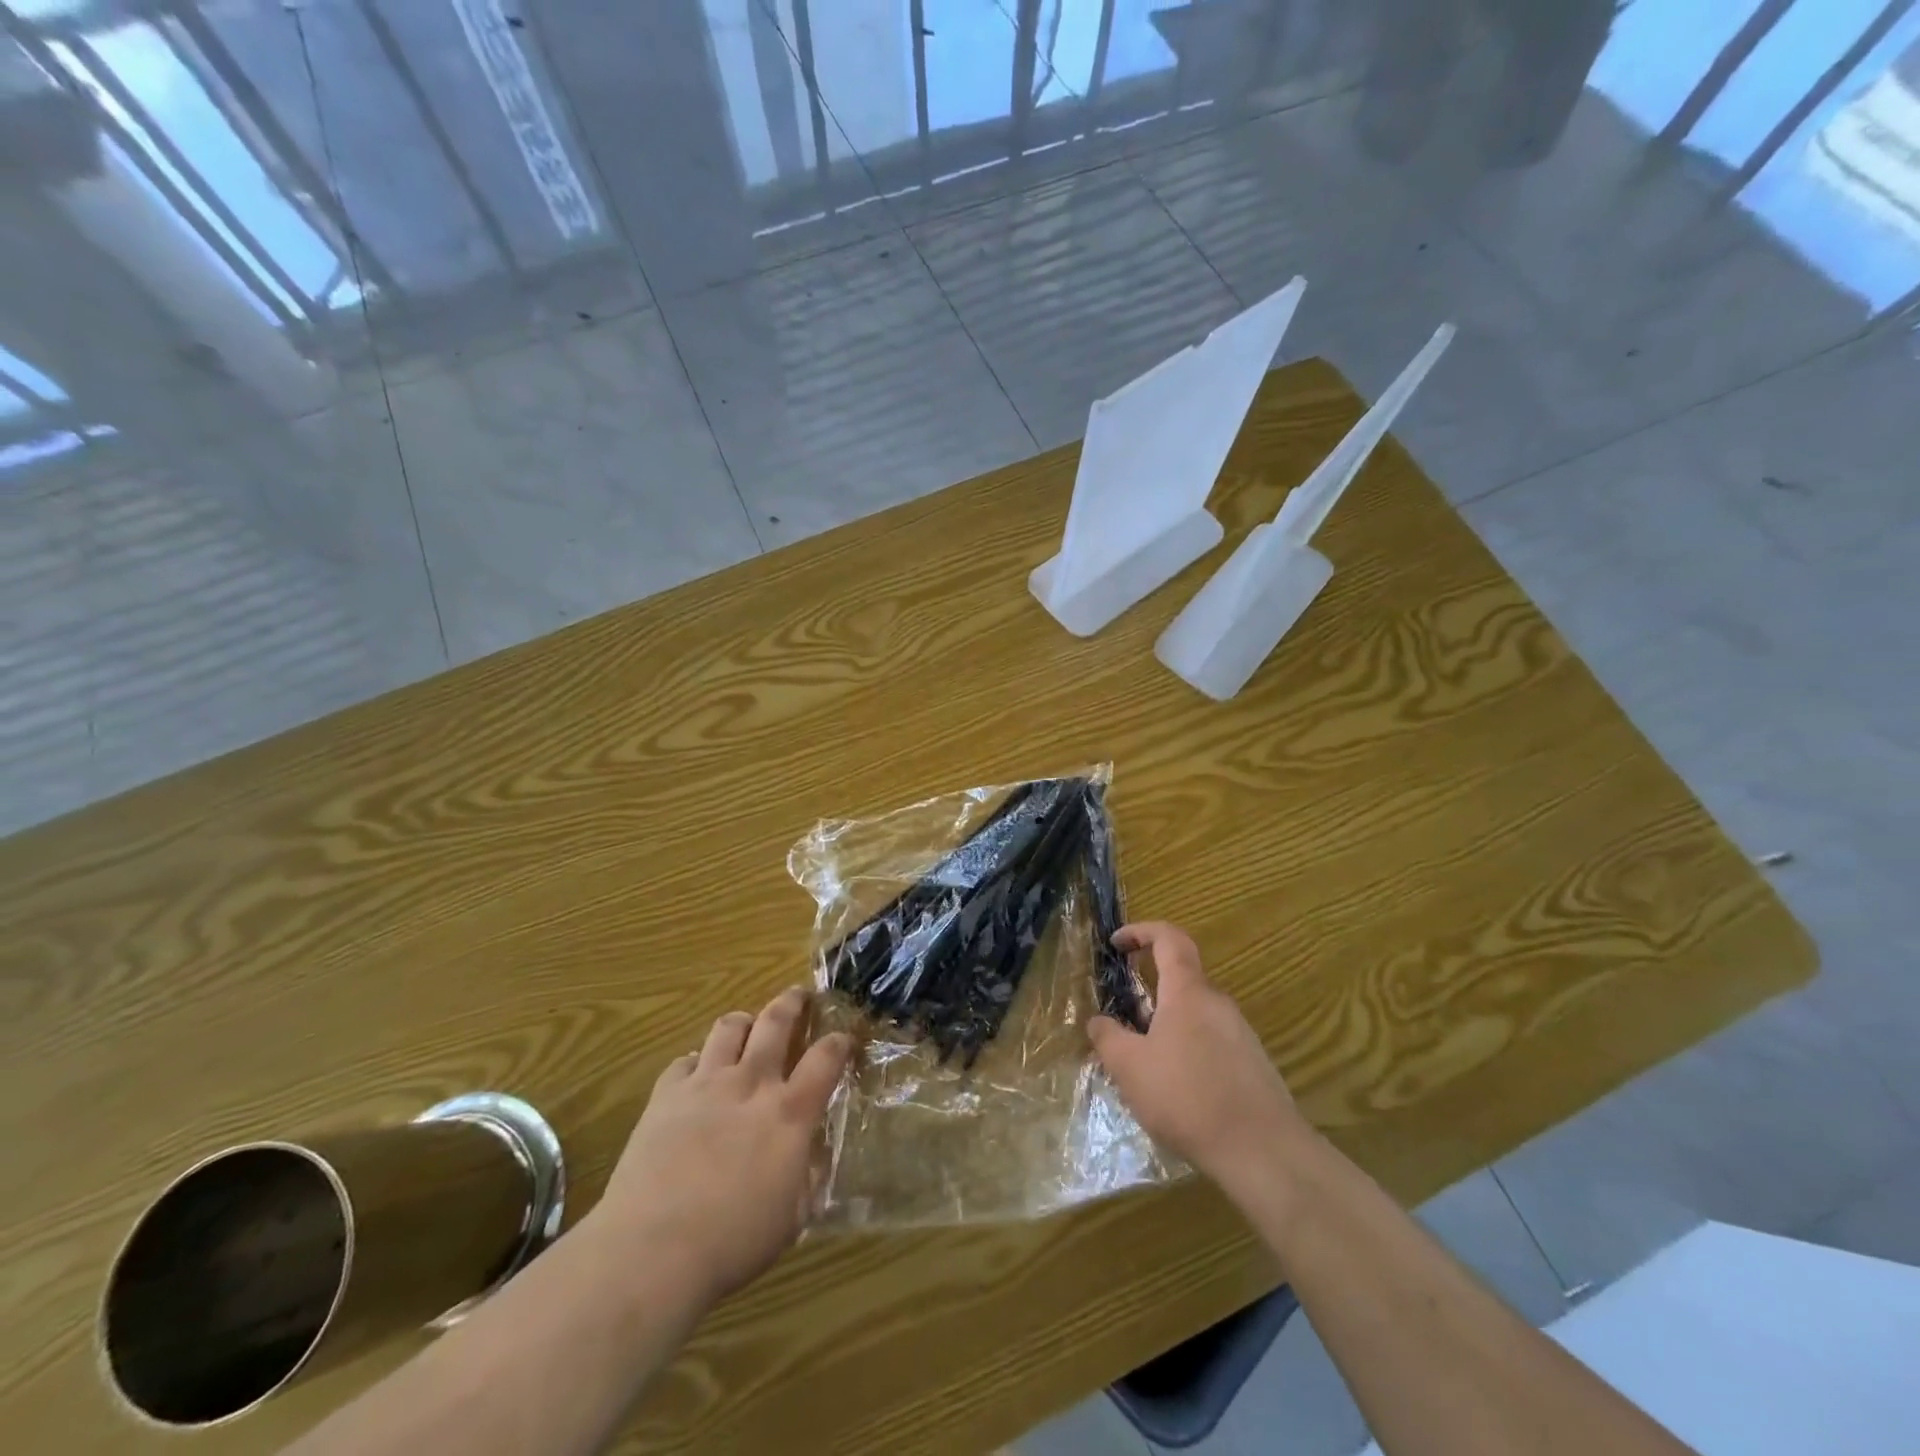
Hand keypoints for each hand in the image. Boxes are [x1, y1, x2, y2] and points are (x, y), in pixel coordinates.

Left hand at [593, 987, 851, 1306]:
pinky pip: (685, 1060)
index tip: (846, 1037)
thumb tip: (814, 1154)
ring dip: (744, 1022)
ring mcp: (706, 1084)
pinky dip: (697, 1062)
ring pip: (729, 1027)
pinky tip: (697, 1076)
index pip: (826, 1057)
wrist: (652, 1249)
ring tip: (747, 1027)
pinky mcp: (666, 1095)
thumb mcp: (792, 1216)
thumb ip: (808, 1176)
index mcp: (790, 1112)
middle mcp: (752, 1083)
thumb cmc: (733, 1241)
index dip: (840, 1041)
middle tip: (799, 996)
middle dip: (792, 1002)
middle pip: (776, 1021)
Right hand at [1088, 922, 1309, 1200]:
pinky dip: (1189, 1053)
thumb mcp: (1130, 1068)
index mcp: (1187, 992)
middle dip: (1148, 997)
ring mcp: (1241, 1034)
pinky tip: (1179, 1094)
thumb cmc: (1187, 1098)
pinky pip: (1212, 1043)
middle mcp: (1217, 1003)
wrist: (1263, 1152)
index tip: (1116, 944)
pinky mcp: (1253, 1065)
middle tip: (1123, 1026)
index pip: (1168, 938)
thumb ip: (1108, 1038)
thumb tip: (1097, 1021)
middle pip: (1180, 982)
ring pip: (1195, 1016)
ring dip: (1167, 1029)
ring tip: (1147, 1069)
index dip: (1141, 931)